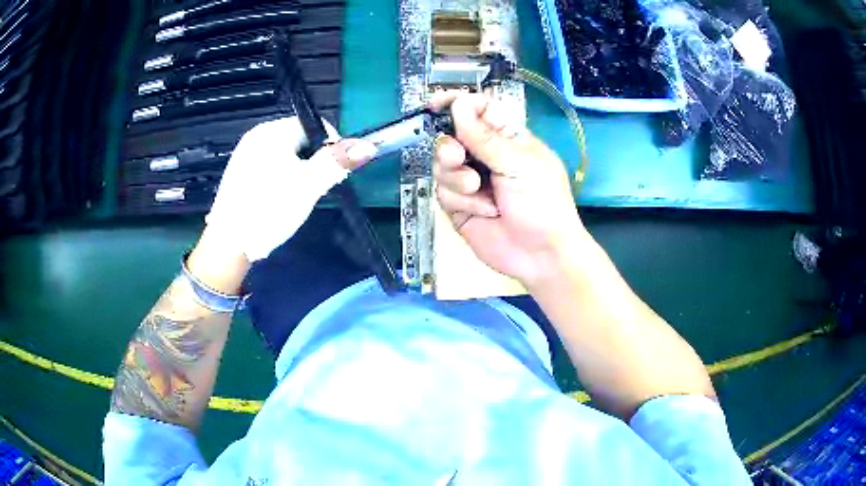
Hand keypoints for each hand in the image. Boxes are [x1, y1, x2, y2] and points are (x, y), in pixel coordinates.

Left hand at [204, 117, 376, 262]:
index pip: (315, 126)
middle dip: (313, 162)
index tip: (331, 175)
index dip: (331, 148)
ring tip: (295, 198)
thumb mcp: (308, 186)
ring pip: (286, 155)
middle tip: (311, 190)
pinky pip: (270, 167)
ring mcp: (245, 154)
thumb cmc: (268, 211)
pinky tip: (277, 200)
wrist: (229, 246)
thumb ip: (337, 163)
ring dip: (298, 173)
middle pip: (300, 140)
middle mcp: (256, 136)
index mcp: (271, 132)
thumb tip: (367, 145)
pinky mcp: (240, 173)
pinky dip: (281, 179)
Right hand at [431, 92, 590, 287]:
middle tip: (456, 156)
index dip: (456, 104)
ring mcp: (470, 181)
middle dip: (448, 146)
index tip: (435, 104)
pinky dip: (461, 201)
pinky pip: (443, 192)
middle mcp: (484, 156)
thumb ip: (485, 137)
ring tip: (478, 191)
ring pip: (441, 165)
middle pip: (449, 136)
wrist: (541, 255)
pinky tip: (484, 212)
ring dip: (457, 178)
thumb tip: (459, 103)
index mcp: (506, 138)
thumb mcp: (519, 164)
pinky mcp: (459, 206)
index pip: (477, 111)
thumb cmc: (542, 203)